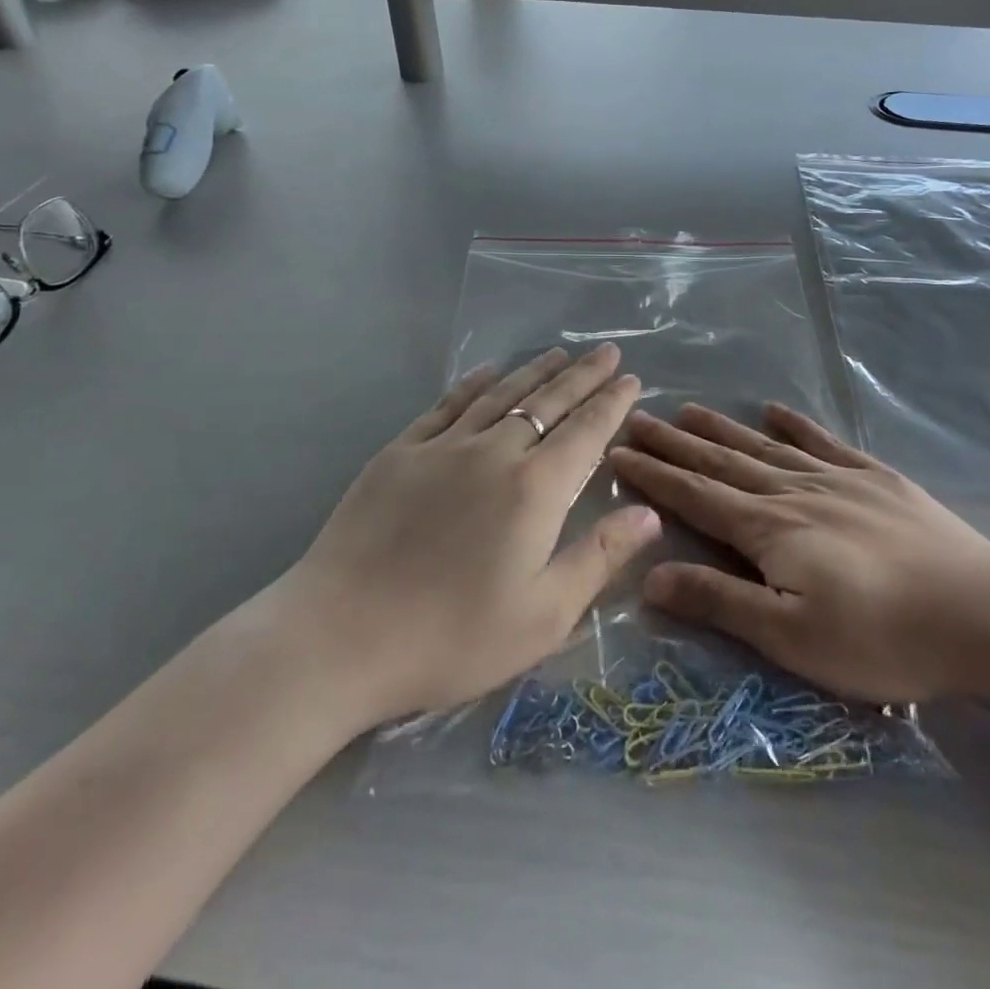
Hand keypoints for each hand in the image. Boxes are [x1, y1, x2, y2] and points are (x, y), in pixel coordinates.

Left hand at [283, 345, 658, 724]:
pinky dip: (474, 383)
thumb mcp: (543, 615)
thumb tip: (650, 513)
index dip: (612, 402)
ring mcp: (443, 447)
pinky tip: (487, 371)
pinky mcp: (400, 452)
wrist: (339, 637)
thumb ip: (600, 557)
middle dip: (583, 375)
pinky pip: (447, 404)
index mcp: (535, 488)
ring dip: (535, 371)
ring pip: (501, 394)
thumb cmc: (451, 636)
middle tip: (608, 351)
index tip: (632, 379)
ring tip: (560, 354)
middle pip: (548, 402)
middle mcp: (494, 452)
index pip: (586, 431)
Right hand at [609, 403, 989, 707]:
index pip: (695, 494)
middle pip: (721, 461)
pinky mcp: (876, 478)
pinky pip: (824, 441)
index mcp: (769, 529)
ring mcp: (836, 478)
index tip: (617, 451)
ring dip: (723, 428)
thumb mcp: (792, 636)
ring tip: (688, 410)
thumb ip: (720, 601)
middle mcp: (793, 491)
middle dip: (675, 442)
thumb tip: (648, 576)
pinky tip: (777, 410)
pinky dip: (796, 425)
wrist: (982, 614)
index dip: (653, 474)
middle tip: (638, 418)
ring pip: (763, 446)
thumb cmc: (881, 637)